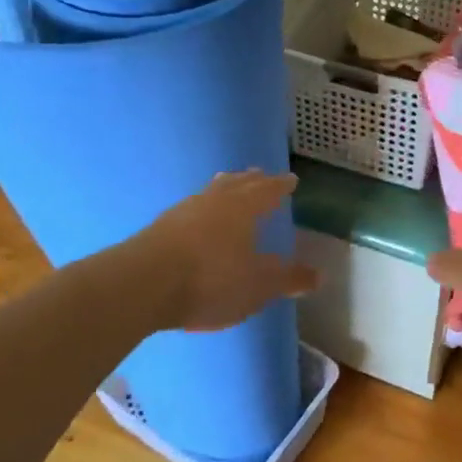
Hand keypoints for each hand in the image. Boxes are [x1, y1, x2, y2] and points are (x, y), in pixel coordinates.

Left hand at [132, 170, 318, 331]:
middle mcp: (214, 200)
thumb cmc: (211, 280)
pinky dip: (203, 209)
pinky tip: (199, 220)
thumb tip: (318, 276)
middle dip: (252, 180)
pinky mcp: (159, 227)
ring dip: (224, 189)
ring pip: (210, 192)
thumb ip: (287, 279)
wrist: (143, 284)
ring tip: (229, 189)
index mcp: (243, 207)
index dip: (281, 185)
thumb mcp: (258, 286)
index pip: (268, 189)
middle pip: (236, 183)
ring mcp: (183, 211)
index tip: (291, 180)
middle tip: (261, 176)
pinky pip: (191, 209)